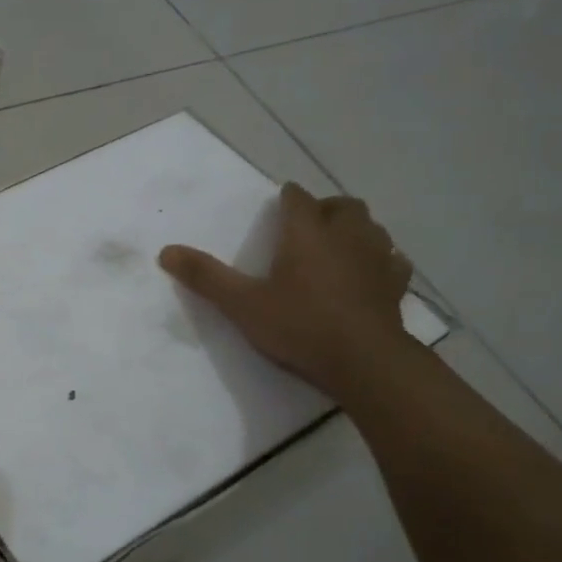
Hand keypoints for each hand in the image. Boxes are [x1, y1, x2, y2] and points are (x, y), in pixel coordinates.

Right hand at [159, 182, 413, 395]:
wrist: (364, 362)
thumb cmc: (299, 325)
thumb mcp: (241, 304)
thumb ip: (205, 276)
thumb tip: (166, 251)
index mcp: (307, 233)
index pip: (298, 199)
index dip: (288, 198)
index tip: (280, 203)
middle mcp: (346, 236)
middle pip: (342, 206)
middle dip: (325, 208)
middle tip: (307, 224)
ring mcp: (378, 259)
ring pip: (371, 228)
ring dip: (354, 229)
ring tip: (336, 244)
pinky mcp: (395, 285)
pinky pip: (392, 260)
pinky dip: (380, 259)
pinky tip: (369, 272)